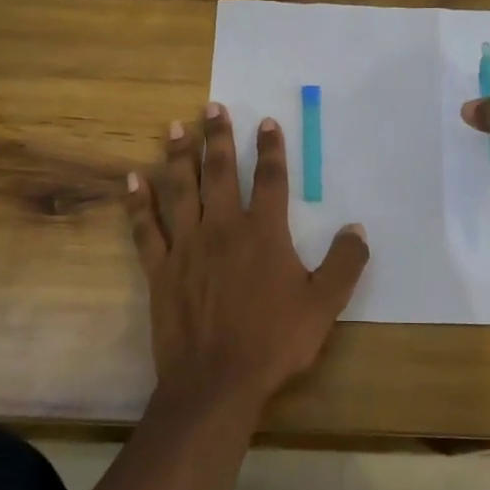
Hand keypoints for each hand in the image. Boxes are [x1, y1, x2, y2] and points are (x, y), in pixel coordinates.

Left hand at [124, 103, 369, 413]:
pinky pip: (145, 228)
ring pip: (180, 189)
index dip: (271, 149)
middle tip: (212, 107)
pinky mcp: (160, 268)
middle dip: (218, 137)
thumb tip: (357, 229)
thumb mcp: (324, 305)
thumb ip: (344, 264)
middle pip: (220, 172)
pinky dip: (137, 203)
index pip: (270, 179)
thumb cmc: (274, 342)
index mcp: (264, 233)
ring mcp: (187, 246)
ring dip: (178, 156)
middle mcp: (223, 228)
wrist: (216, 382)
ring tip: (176, 127)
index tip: (266, 122)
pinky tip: (132, 179)